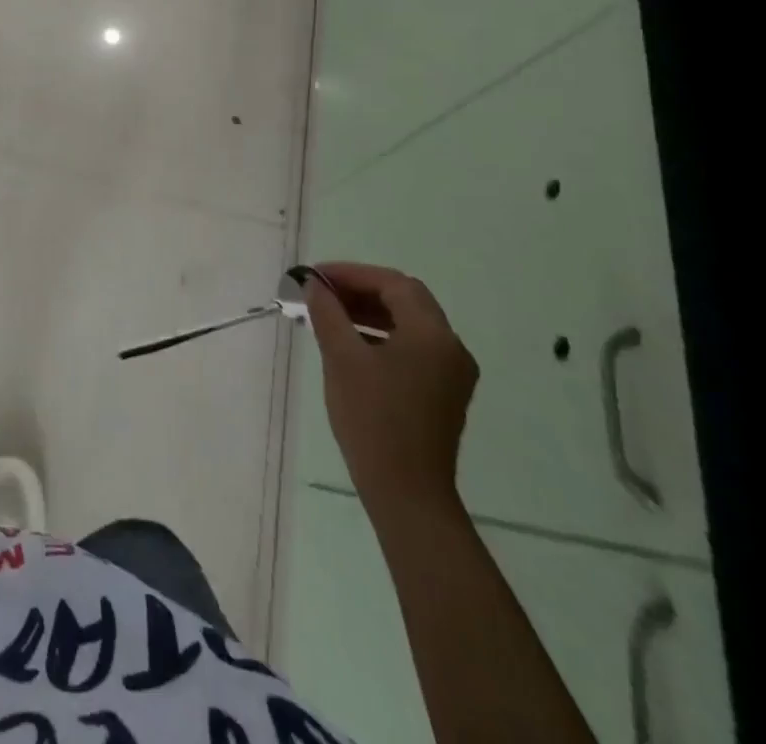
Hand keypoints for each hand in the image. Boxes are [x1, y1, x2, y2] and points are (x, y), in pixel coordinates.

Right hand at [302, 262, 476, 519]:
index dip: (352, 273)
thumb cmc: (373, 418)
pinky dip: (380, 334)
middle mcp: (451, 348)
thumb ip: (327, 313)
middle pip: (405, 300)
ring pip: (408, 323)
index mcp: (433, 335)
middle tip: (320, 291)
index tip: (315, 276)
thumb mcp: (342, 358)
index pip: (394, 284)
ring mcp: (451, 373)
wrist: (406, 492)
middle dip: (360, 289)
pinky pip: (411, 347)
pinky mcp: (442, 392)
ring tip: (327, 313)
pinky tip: (349, 342)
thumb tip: (314, 285)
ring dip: (369, 311)